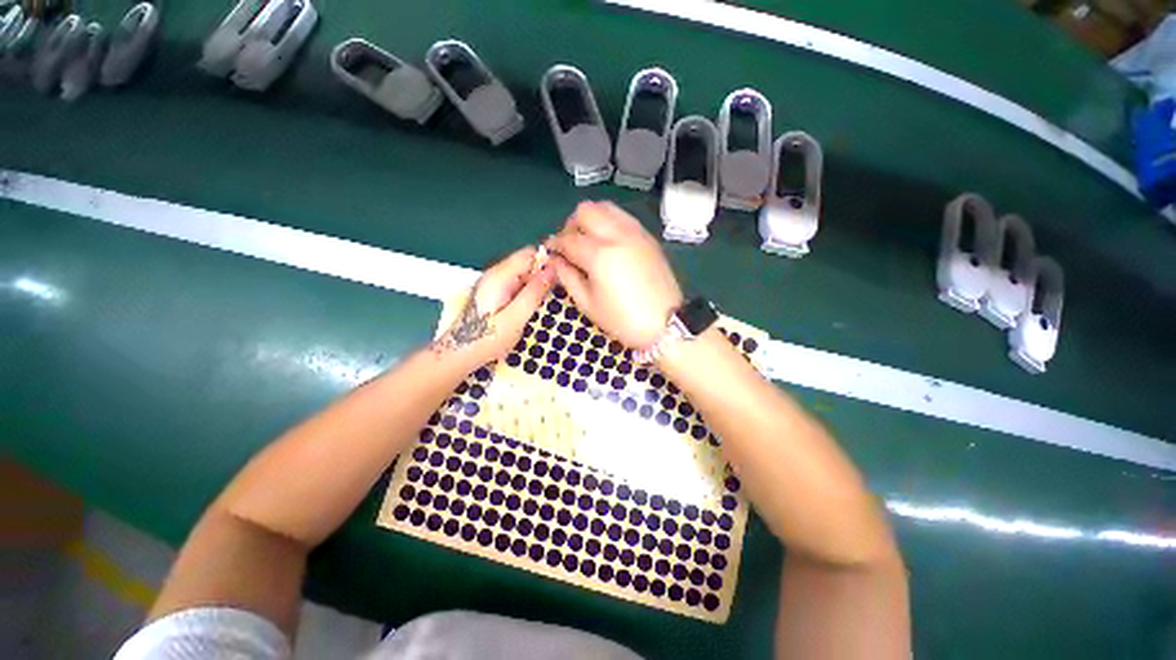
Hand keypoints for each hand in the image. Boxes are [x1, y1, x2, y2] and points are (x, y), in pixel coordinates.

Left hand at [434, 246, 554, 362]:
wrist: (460, 354)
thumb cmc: (487, 339)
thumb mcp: (516, 318)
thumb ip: (534, 293)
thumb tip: (552, 271)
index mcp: (499, 277)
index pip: (528, 254)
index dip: (547, 262)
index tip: (561, 278)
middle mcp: (494, 274)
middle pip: (525, 263)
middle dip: (542, 275)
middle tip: (554, 295)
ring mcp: (492, 283)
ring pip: (522, 274)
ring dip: (535, 285)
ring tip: (545, 303)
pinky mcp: (493, 293)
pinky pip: (515, 284)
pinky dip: (526, 292)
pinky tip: (531, 308)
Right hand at [547, 201, 682, 347]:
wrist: (665, 324)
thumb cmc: (622, 320)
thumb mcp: (588, 304)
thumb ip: (567, 277)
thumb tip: (555, 260)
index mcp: (599, 254)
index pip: (568, 239)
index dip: (555, 244)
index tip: (550, 251)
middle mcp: (617, 235)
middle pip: (585, 211)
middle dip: (571, 224)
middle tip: (569, 244)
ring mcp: (635, 233)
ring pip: (606, 207)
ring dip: (591, 218)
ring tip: (588, 239)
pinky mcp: (648, 237)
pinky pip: (623, 217)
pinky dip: (609, 221)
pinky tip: (608, 241)